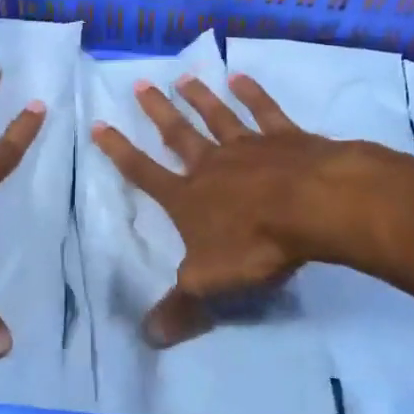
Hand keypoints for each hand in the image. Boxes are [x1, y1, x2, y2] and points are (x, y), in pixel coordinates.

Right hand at [90, 74, 338, 347]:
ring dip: (199, 97)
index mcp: (188, 197)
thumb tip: (148, 337)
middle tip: (140, 84)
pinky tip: (240, 76)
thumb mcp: (209, 284)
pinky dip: (252, 93)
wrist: (313, 209)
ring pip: (217, 116)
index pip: (143, 172)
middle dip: (157, 111)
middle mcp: (212, 165)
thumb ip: (180, 307)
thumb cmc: (256, 245)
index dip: (119, 151)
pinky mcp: (287, 138)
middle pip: (178, 134)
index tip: (99, 125)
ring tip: (183, 76)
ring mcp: (249, 146)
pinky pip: (264, 111)